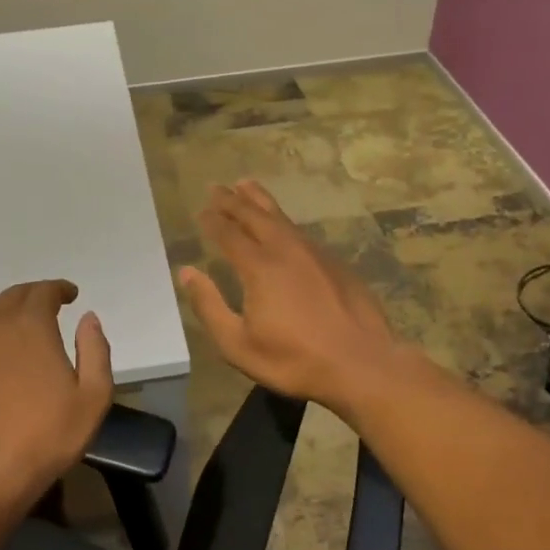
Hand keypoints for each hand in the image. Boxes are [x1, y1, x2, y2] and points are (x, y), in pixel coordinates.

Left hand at [0, 280, 113, 512]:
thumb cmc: (45, 439)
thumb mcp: (93, 399)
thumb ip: (95, 351)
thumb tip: (88, 317)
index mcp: (33, 326)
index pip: (45, 291)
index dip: (59, 289)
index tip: (70, 296)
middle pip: (13, 296)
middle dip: (33, 296)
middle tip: (46, 309)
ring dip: (1, 309)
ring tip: (12, 324)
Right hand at [178, 181, 405, 416]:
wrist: (362, 364)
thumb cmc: (294, 360)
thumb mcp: (238, 345)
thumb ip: (209, 306)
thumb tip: (186, 272)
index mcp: (259, 267)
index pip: (228, 233)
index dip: (212, 220)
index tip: (200, 209)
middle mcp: (286, 250)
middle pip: (255, 215)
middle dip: (232, 200)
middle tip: (216, 186)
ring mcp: (315, 254)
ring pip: (282, 218)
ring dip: (260, 200)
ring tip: (246, 185)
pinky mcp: (336, 263)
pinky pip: (301, 231)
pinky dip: (284, 220)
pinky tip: (283, 225)